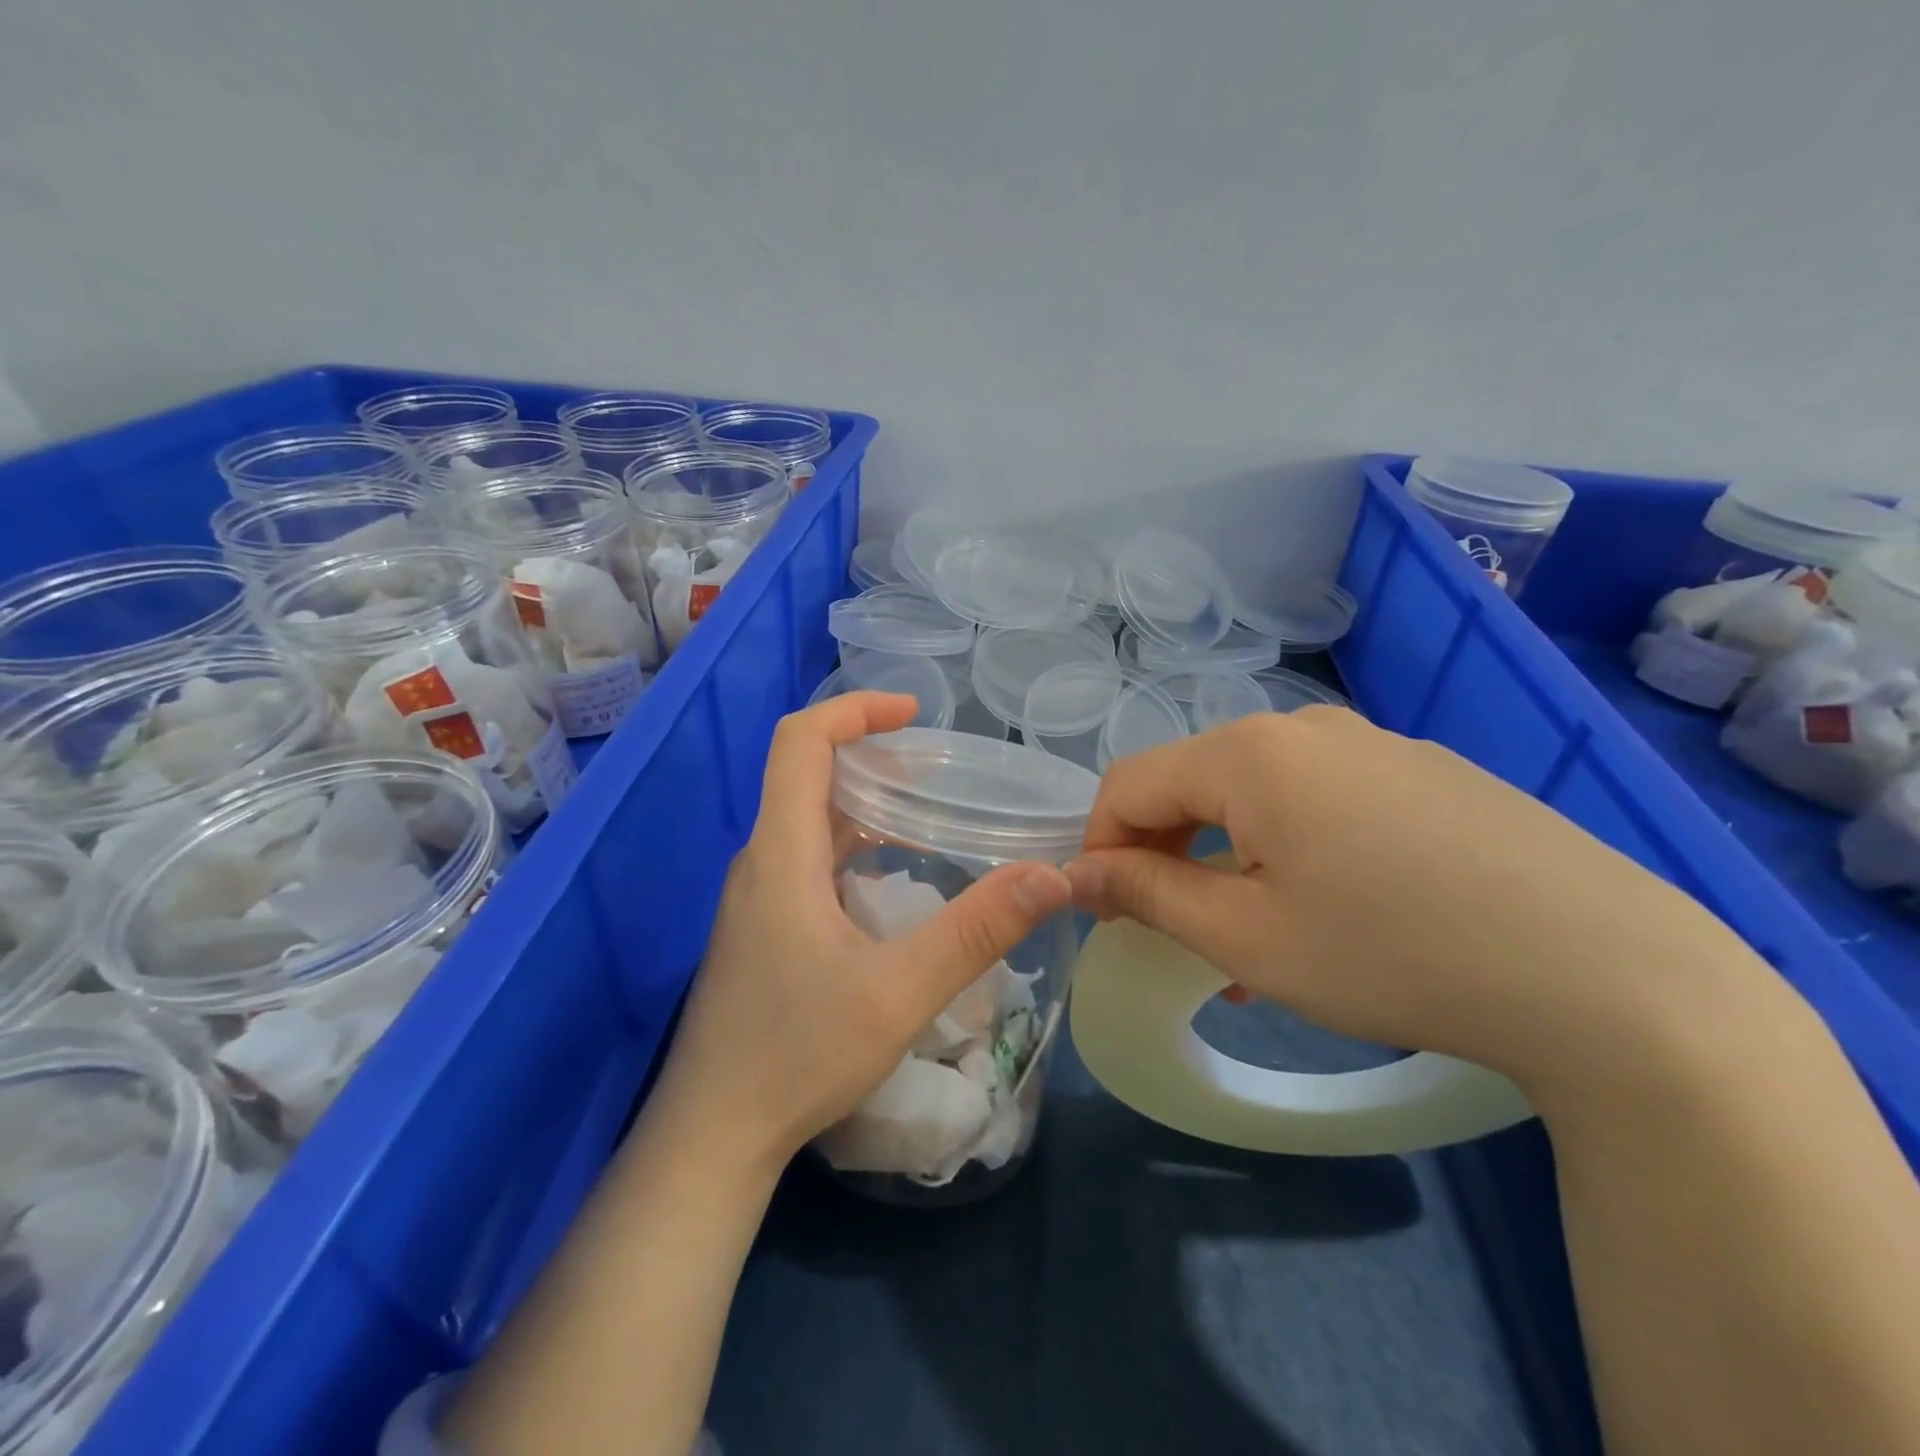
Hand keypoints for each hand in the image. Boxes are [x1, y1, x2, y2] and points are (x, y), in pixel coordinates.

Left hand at [651, 692, 1073, 1173]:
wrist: (713, 1135)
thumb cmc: (797, 1055)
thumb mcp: (899, 991)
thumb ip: (976, 929)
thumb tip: (1051, 875)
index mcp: (782, 853)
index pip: (801, 741)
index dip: (854, 710)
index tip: (912, 713)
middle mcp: (761, 861)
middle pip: (807, 775)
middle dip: (871, 755)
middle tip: (938, 769)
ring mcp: (756, 897)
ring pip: (809, 821)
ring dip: (864, 804)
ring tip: (928, 815)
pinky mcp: (761, 928)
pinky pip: (808, 860)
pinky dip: (854, 846)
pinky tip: (894, 883)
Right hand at [1065, 708, 1779, 1100]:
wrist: (1613, 975)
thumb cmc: (1393, 954)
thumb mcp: (1247, 937)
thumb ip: (1147, 894)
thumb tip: (1078, 874)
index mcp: (1248, 752)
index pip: (1128, 783)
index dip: (1099, 847)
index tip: (1104, 914)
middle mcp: (1303, 727)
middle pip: (1193, 784)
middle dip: (1165, 857)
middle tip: (1177, 937)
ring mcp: (1372, 743)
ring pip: (1257, 796)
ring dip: (1228, 860)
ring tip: (1251, 943)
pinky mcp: (1424, 772)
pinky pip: (1321, 801)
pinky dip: (1291, 850)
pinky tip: (1329, 913)